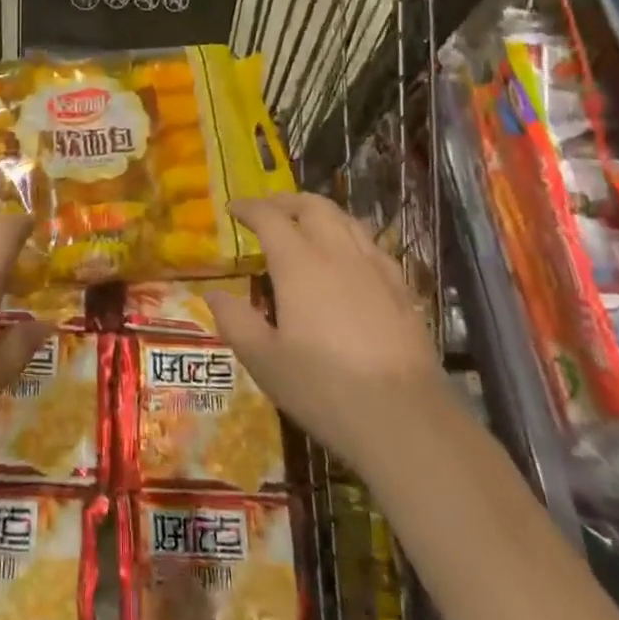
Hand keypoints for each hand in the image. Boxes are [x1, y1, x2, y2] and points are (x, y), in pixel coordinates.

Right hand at [207, 193, 442, 474]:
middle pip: (312, 206)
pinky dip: (350, 235)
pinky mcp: (401, 287)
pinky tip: (348, 257)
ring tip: (305, 224)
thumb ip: (235, 321)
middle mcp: (336, 252)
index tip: (233, 208)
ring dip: (319, 212)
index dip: (249, 208)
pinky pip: (371, 244)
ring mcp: (374, 267)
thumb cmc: (324, 388)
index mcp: (299, 263)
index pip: (269, 217)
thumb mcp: (264, 361)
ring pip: (345, 219)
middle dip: (286, 201)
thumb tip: (213, 294)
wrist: (405, 417)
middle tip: (268, 211)